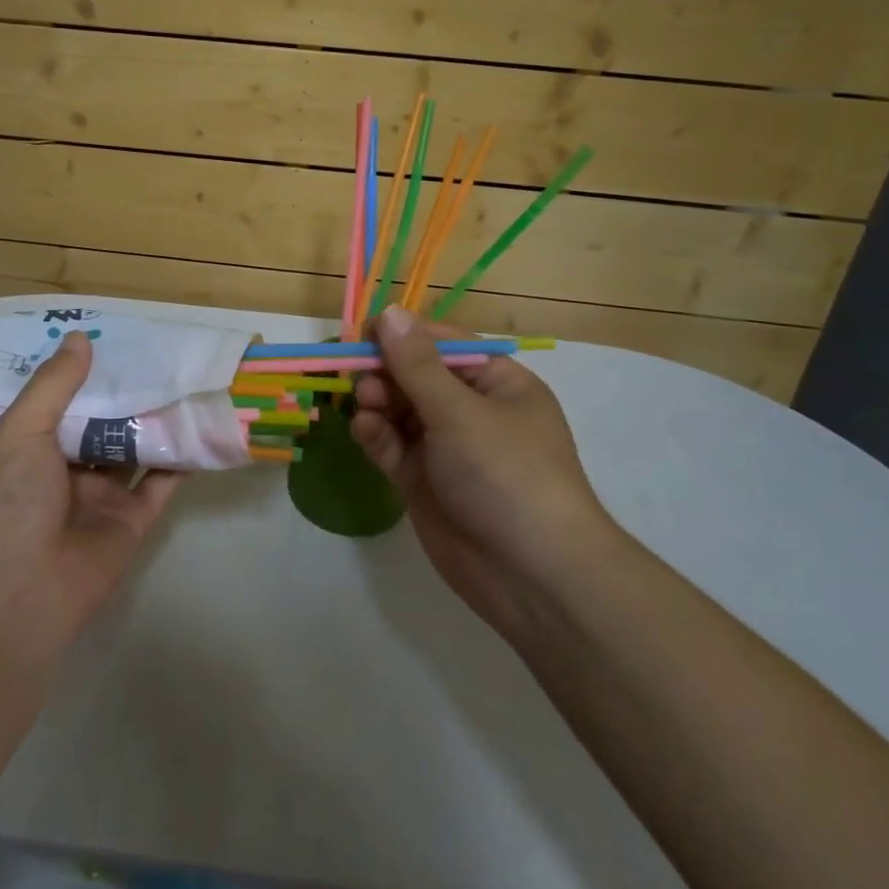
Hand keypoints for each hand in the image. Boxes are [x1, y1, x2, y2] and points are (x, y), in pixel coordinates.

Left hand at [0, 331, 180, 662]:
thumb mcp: (21, 432)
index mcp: (35, 447)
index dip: (90, 372)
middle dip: (131, 393)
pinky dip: (182, 459)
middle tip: (165, 352)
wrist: (16, 595)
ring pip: (138, 449)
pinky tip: (203, 426)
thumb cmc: (8, 503)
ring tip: (191, 380)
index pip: (67, 399)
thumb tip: (80, 338)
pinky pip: (163, 483)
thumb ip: (53, 386)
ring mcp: (104, 496)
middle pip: (107, 422)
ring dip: (160, 421)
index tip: (119, 337)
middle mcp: (70, 468)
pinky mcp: (134, 521)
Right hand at [351, 306, 617, 642]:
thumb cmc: (506, 474)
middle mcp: (471, 410)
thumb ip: (417, 364)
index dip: (403, 335)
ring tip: (364, 404)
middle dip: (385, 371)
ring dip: (377, 401)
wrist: (532, 576)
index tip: (361, 333)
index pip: (443, 343)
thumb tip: (391, 312)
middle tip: (356, 375)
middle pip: (415, 375)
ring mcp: (445, 448)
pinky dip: (376, 435)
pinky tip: (365, 431)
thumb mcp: (460, 411)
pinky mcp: (423, 481)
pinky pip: (392, 446)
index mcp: (496, 383)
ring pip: (399, 410)